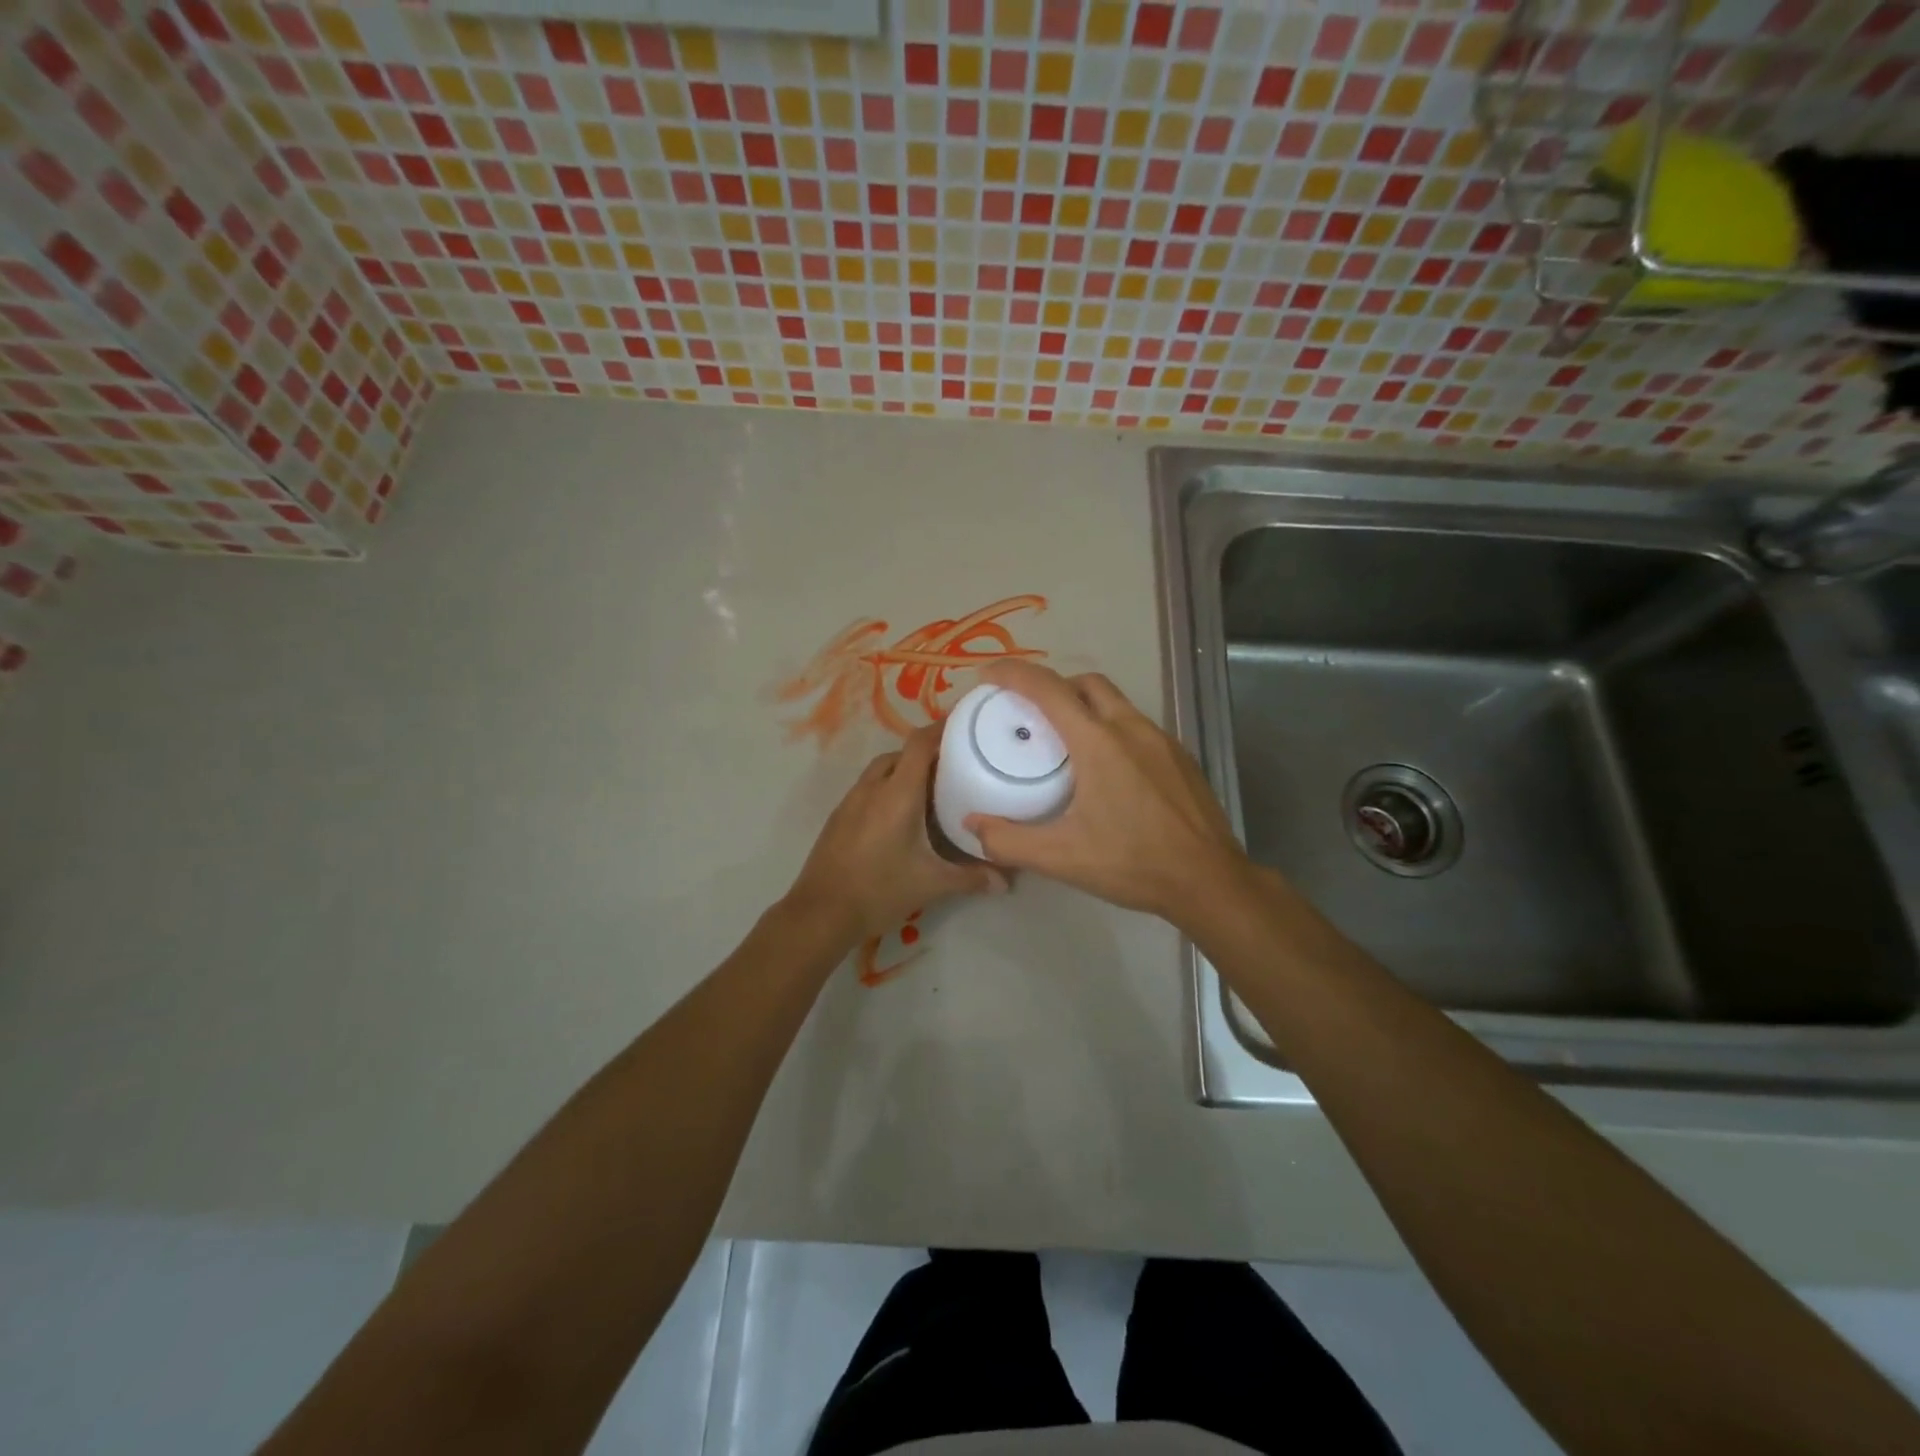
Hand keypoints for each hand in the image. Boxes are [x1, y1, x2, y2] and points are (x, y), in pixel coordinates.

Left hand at [786, 724, 1006, 944]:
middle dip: (927, 753)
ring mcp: (851, 801)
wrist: (820, 913)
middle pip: (901, 754)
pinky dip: (888, 788)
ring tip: (930, 790)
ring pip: (882, 770)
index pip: (920, 744)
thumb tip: (1006, 880)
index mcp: (897, 793)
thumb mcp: (931, 884)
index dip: (942, 727)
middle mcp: (873, 788)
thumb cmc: (879, 890)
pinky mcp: (839, 817)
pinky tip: (900, 815)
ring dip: (905, 771)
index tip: (965, 723)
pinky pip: (868, 788)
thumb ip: (971, 877)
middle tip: (955, 766)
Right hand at [963, 661, 1251, 921]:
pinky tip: (1108, 770)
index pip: (1048, 689)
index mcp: (1098, 742)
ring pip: (1116, 703)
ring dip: (1085, 707)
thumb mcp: (1061, 857)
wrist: (1208, 880)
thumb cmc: (1132, 862)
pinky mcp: (1180, 757)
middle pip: (1086, 683)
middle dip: (1053, 685)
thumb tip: (972, 825)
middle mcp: (1131, 728)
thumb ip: (1009, 841)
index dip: (1013, 673)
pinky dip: (1111, 728)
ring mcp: (1162, 740)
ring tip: (1066, 742)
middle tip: (1030, 712)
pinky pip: (1137, 726)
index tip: (988, 675)